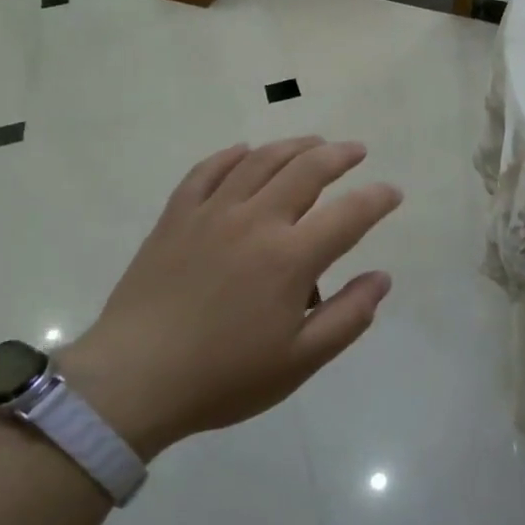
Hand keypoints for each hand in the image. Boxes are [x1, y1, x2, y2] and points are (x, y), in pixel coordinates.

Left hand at [61, 138, 400, 457]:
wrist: (132, 382)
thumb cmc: (223, 377)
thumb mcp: (299, 361)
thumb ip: (348, 317)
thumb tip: (382, 278)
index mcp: (291, 258)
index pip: (349, 214)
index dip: (377, 199)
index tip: (392, 193)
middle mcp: (256, 221)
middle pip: (306, 170)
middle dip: (339, 155)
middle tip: (356, 151)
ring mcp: (211, 213)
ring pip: (259, 161)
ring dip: (293, 146)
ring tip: (312, 143)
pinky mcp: (176, 217)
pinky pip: (206, 171)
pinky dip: (231, 156)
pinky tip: (244, 152)